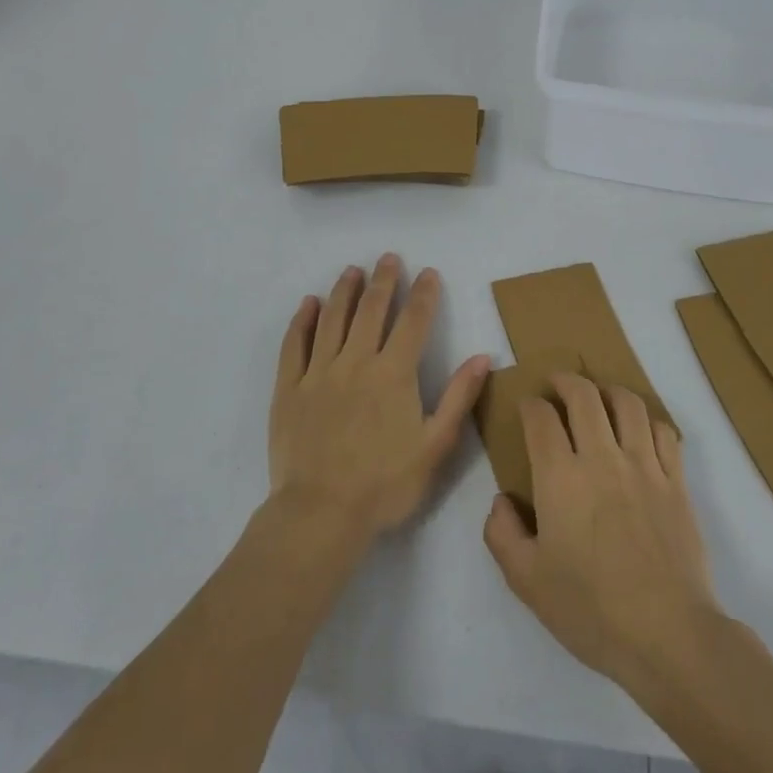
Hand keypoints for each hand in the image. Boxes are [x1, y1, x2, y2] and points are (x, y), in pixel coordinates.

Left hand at [269, 254, 489, 547]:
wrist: (320, 513)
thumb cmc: (385, 484)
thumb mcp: (435, 446)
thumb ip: (459, 398)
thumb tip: (482, 356)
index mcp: (394, 374)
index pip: (413, 322)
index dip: (424, 295)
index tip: (429, 273)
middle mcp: (356, 362)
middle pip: (372, 310)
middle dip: (384, 281)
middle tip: (389, 258)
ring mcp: (319, 372)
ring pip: (333, 319)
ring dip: (345, 291)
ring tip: (353, 270)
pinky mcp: (290, 389)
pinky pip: (295, 344)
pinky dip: (303, 320)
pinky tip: (309, 304)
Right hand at [483, 373, 720, 689]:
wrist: (668, 634)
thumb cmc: (591, 610)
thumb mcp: (526, 581)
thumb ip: (502, 534)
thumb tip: (502, 500)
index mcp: (560, 477)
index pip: (541, 418)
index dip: (530, 404)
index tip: (526, 406)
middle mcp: (602, 457)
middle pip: (584, 395)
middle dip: (565, 381)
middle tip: (557, 385)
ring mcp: (645, 466)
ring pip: (627, 403)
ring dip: (608, 391)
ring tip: (599, 398)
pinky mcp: (677, 481)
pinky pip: (663, 431)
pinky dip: (647, 420)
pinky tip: (640, 431)